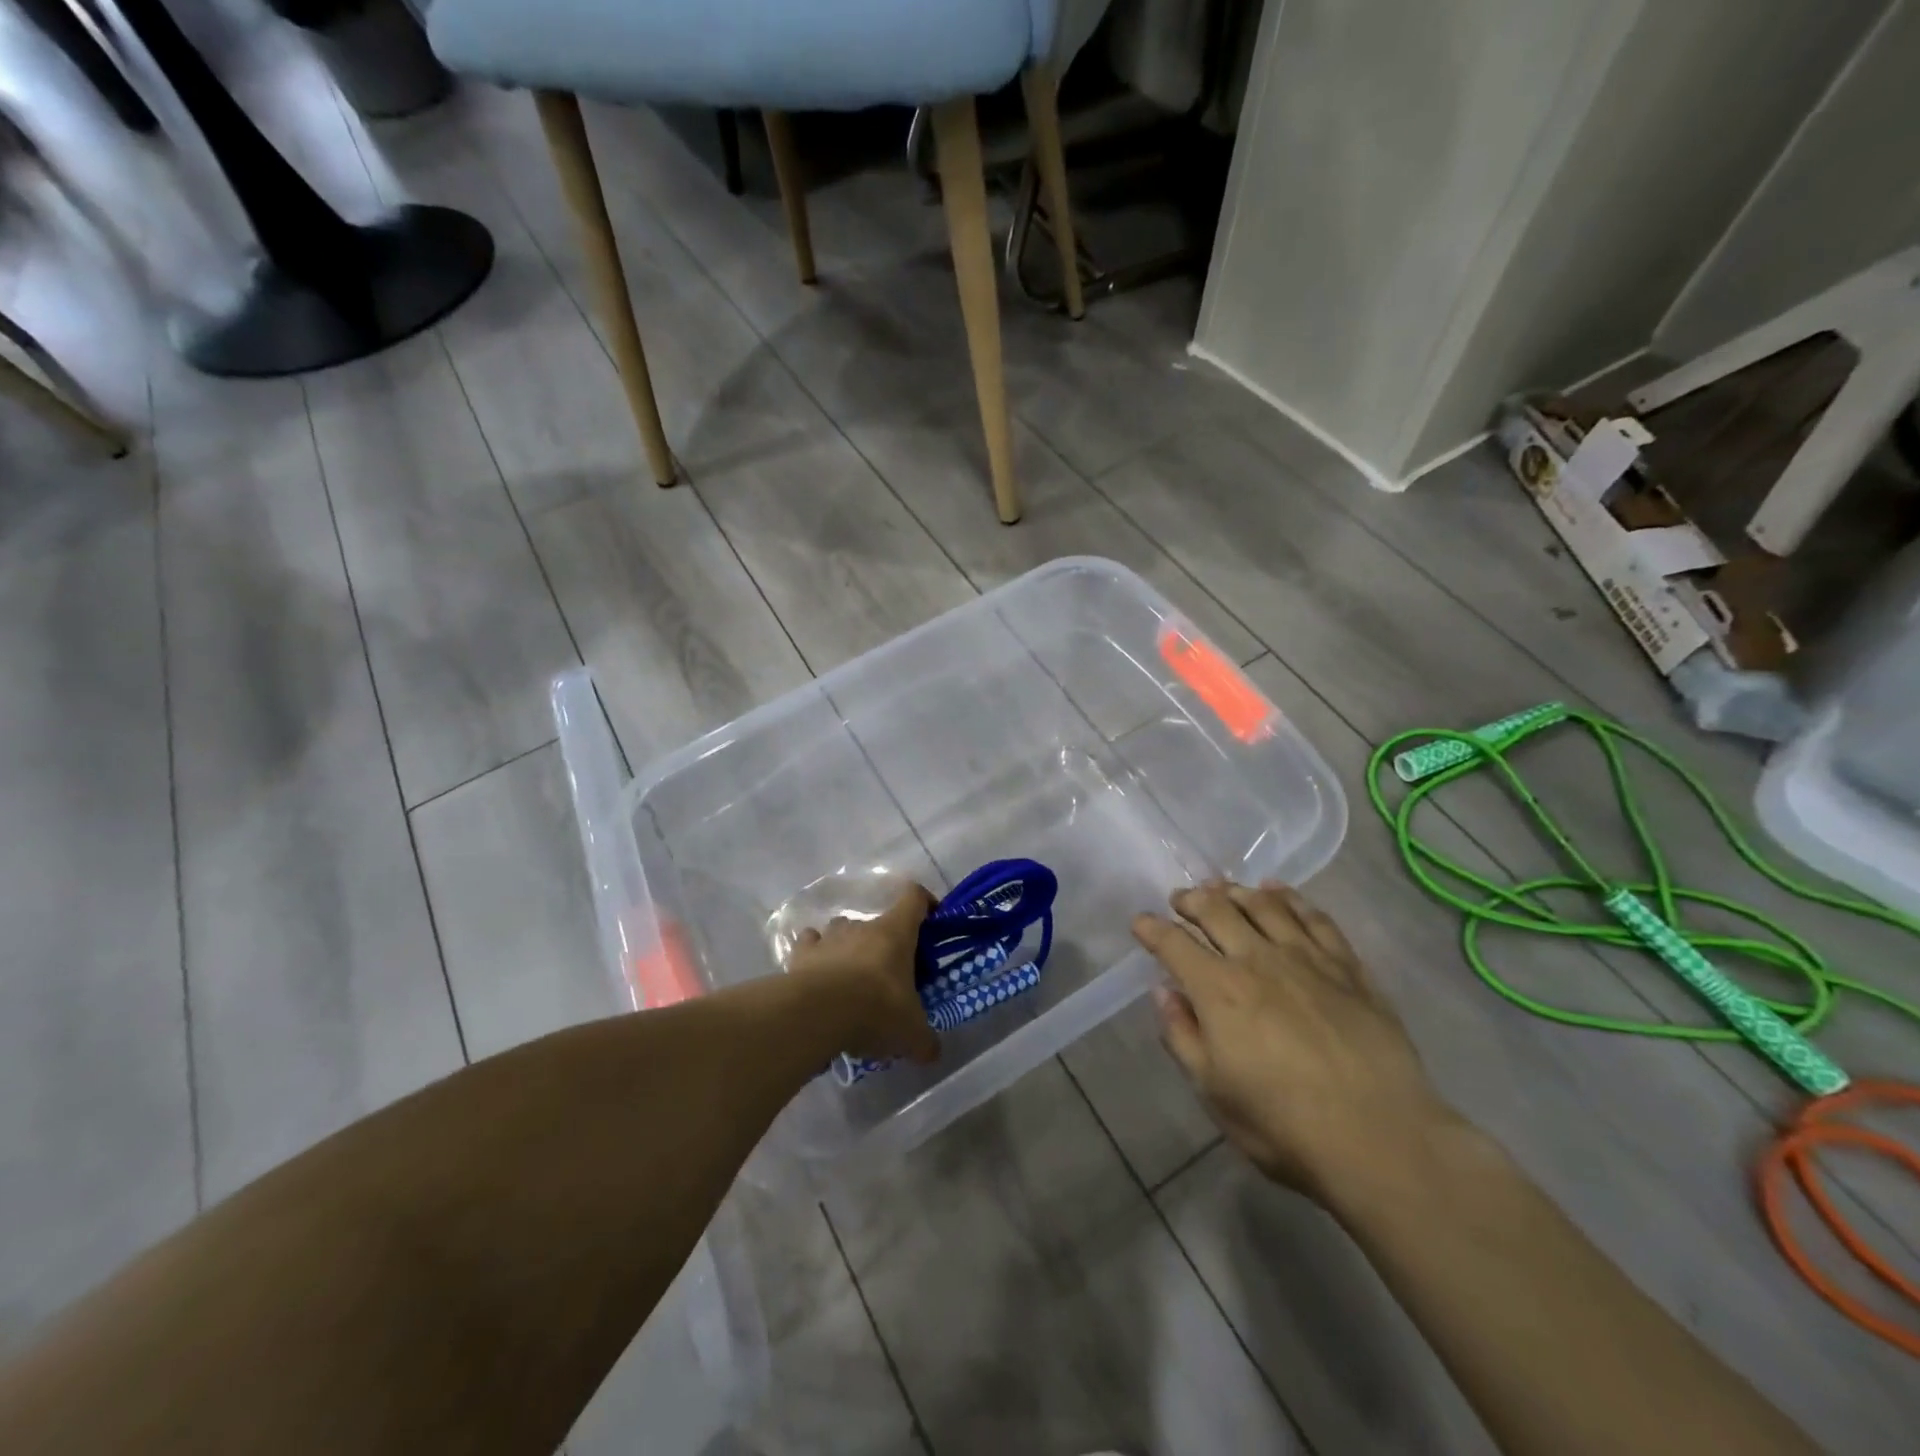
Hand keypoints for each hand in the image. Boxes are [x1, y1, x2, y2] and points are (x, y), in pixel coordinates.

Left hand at [789, 885, 939, 1065]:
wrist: (819, 1013)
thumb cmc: (876, 1010)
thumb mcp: (911, 1033)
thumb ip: (924, 1041)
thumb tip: (932, 1052)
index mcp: (895, 933)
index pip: (914, 898)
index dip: (924, 904)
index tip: (930, 921)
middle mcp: (862, 926)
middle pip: (877, 923)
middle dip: (884, 945)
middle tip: (888, 976)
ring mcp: (829, 937)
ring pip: (842, 931)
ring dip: (848, 948)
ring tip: (850, 980)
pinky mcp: (801, 954)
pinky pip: (810, 945)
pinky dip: (815, 956)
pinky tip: (818, 978)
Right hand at [1132, 881, 1458, 1203]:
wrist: (1382, 1139)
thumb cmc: (1284, 1124)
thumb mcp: (1213, 1092)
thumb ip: (1183, 1036)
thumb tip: (1164, 992)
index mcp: (1218, 990)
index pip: (1173, 943)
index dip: (1151, 929)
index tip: (1140, 923)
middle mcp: (1258, 960)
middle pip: (1217, 910)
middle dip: (1191, 900)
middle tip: (1181, 900)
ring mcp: (1307, 958)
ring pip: (1264, 904)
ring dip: (1236, 891)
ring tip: (1223, 889)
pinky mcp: (1348, 967)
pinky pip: (1315, 918)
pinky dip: (1292, 898)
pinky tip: (1280, 892)